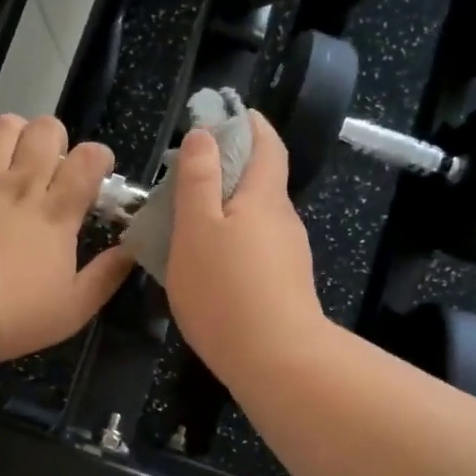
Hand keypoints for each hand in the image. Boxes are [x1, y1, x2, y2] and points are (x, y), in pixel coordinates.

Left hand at [0, 113, 132, 361]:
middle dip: (56, 137)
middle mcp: (22, 185)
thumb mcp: (72, 310)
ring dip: (16, 129)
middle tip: (51, 162)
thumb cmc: (10, 315)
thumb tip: (131, 251)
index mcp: (56, 214)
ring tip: (14, 149)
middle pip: (46, 131)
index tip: (96, 171)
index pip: (88, 161)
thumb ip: (105, 278)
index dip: (98, 156)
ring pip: (5, 125)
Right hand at [165, 112, 326, 384]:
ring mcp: (287, 254)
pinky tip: (208, 262)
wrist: (277, 361)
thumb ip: (199, 179)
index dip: (249, 124)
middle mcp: (282, 219)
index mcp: (263, 196)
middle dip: (230, 167)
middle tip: (188, 173)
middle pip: (261, 179)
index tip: (225, 114)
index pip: (266, 144)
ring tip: (187, 220)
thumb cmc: (226, 288)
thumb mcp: (197, 228)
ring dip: (227, 207)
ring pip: (255, 216)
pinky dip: (232, 239)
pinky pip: (255, 246)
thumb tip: (205, 134)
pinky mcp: (284, 284)